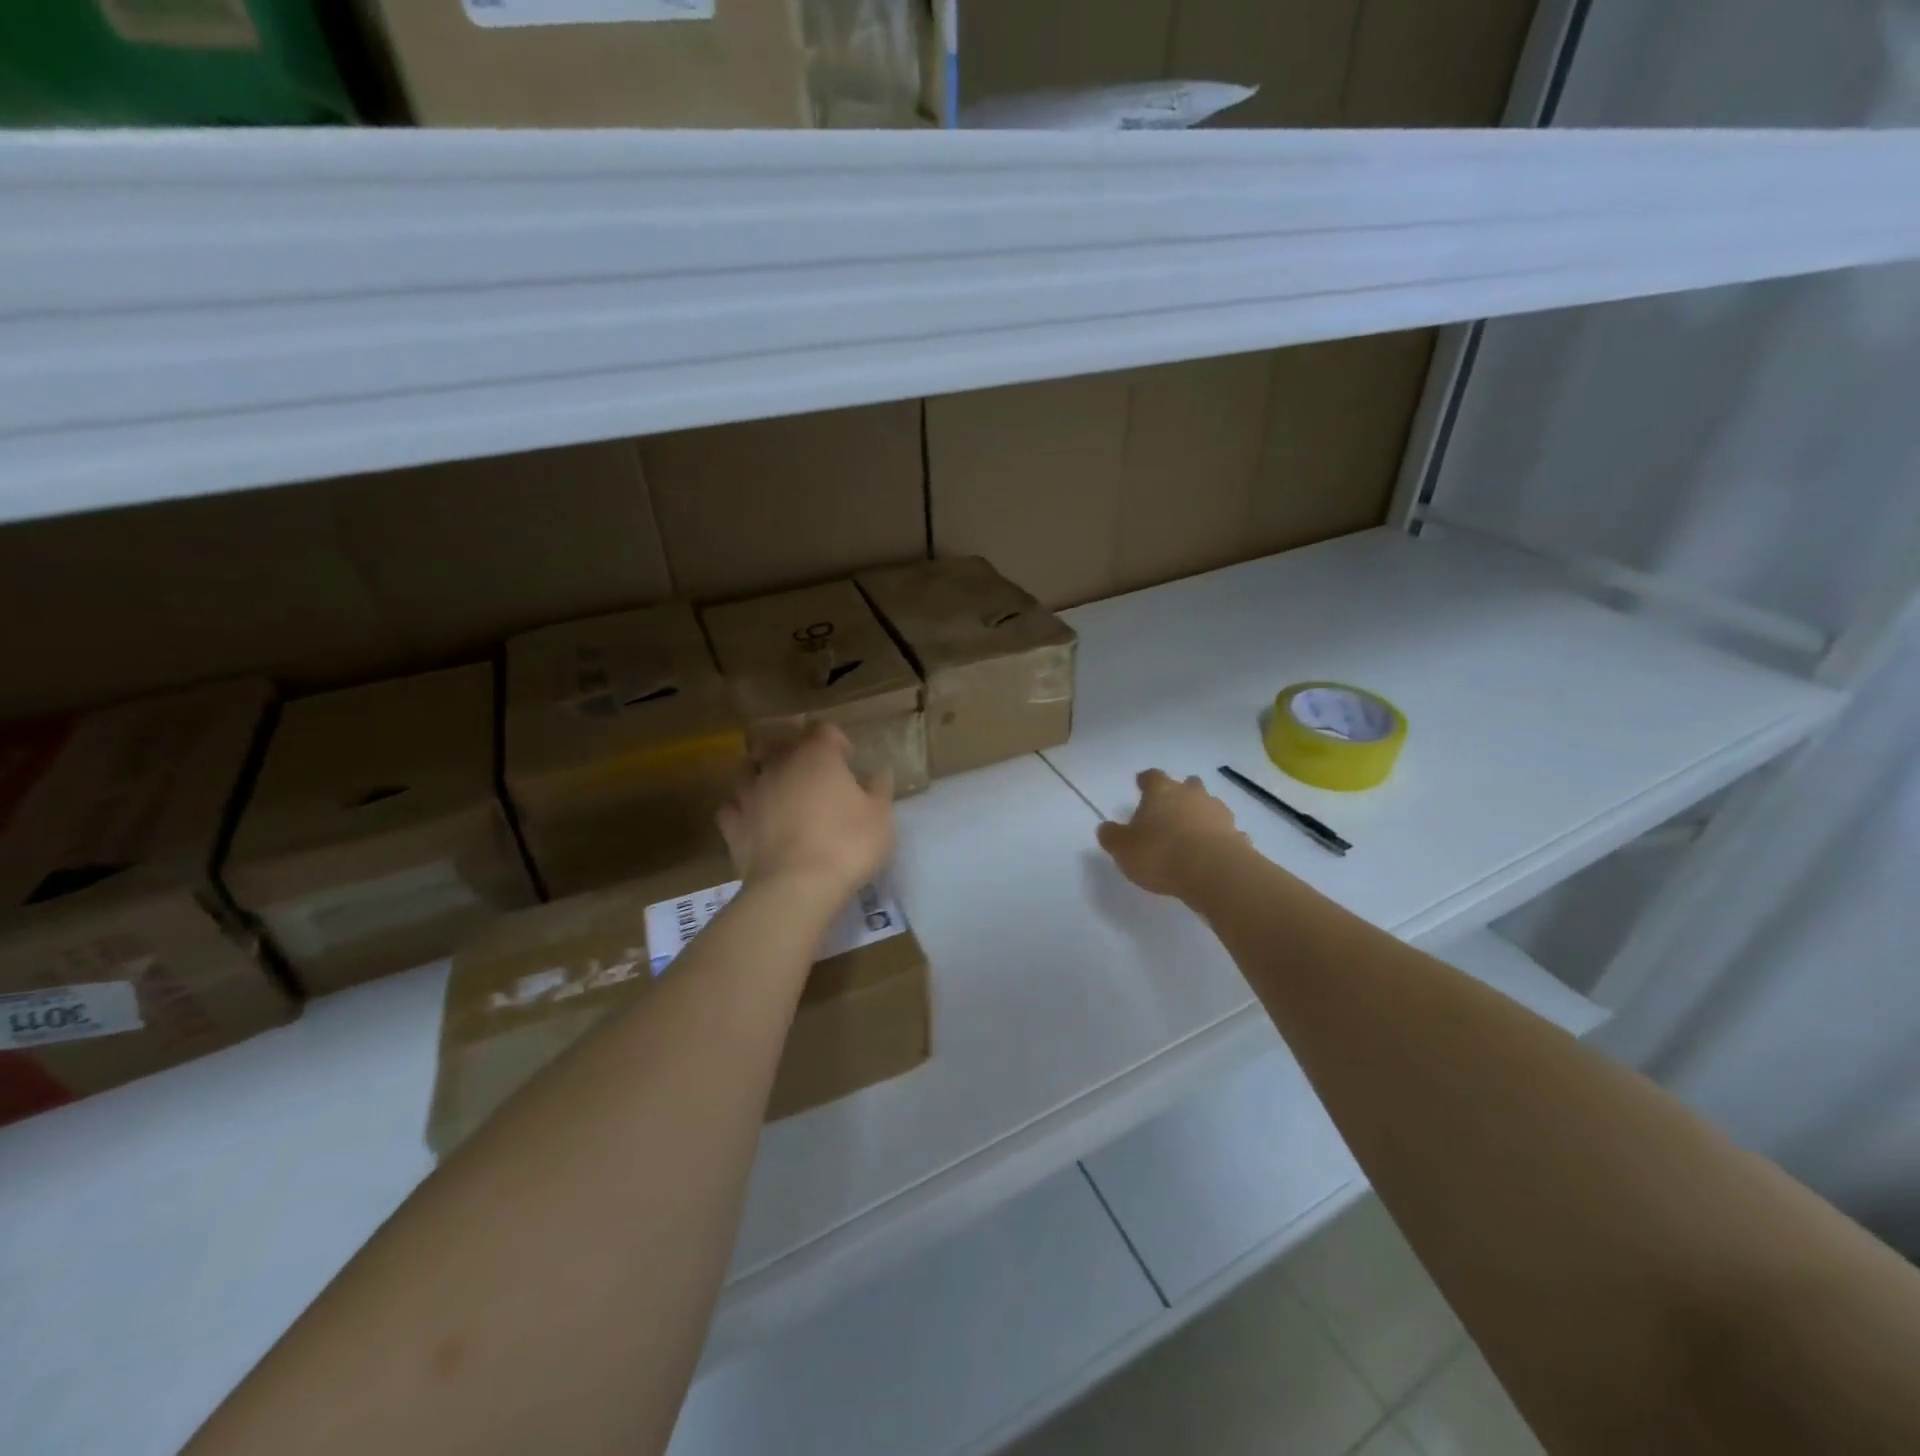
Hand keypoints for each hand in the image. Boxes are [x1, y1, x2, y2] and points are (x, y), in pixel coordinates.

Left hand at [719, 724, 894, 898]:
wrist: (796, 887)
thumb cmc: (847, 845)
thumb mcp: (880, 817)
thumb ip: (879, 789)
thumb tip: (878, 772)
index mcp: (817, 756)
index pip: (823, 729)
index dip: (836, 740)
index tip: (847, 759)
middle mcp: (779, 765)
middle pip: (780, 743)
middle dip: (794, 751)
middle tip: (810, 772)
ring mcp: (751, 794)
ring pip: (748, 769)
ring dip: (761, 773)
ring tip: (775, 788)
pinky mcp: (733, 825)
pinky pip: (732, 806)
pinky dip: (741, 807)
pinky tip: (752, 818)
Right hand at [1097, 769, 1248, 898]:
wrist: (1213, 872)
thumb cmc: (1160, 854)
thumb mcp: (1123, 849)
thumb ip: (1112, 837)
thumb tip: (1105, 828)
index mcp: (1162, 792)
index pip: (1152, 777)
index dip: (1146, 780)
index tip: (1141, 783)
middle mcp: (1192, 795)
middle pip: (1188, 785)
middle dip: (1180, 792)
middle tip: (1171, 805)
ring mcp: (1218, 814)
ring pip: (1209, 806)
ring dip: (1201, 815)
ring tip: (1192, 832)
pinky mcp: (1238, 836)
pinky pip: (1226, 833)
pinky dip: (1219, 838)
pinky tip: (1212, 853)